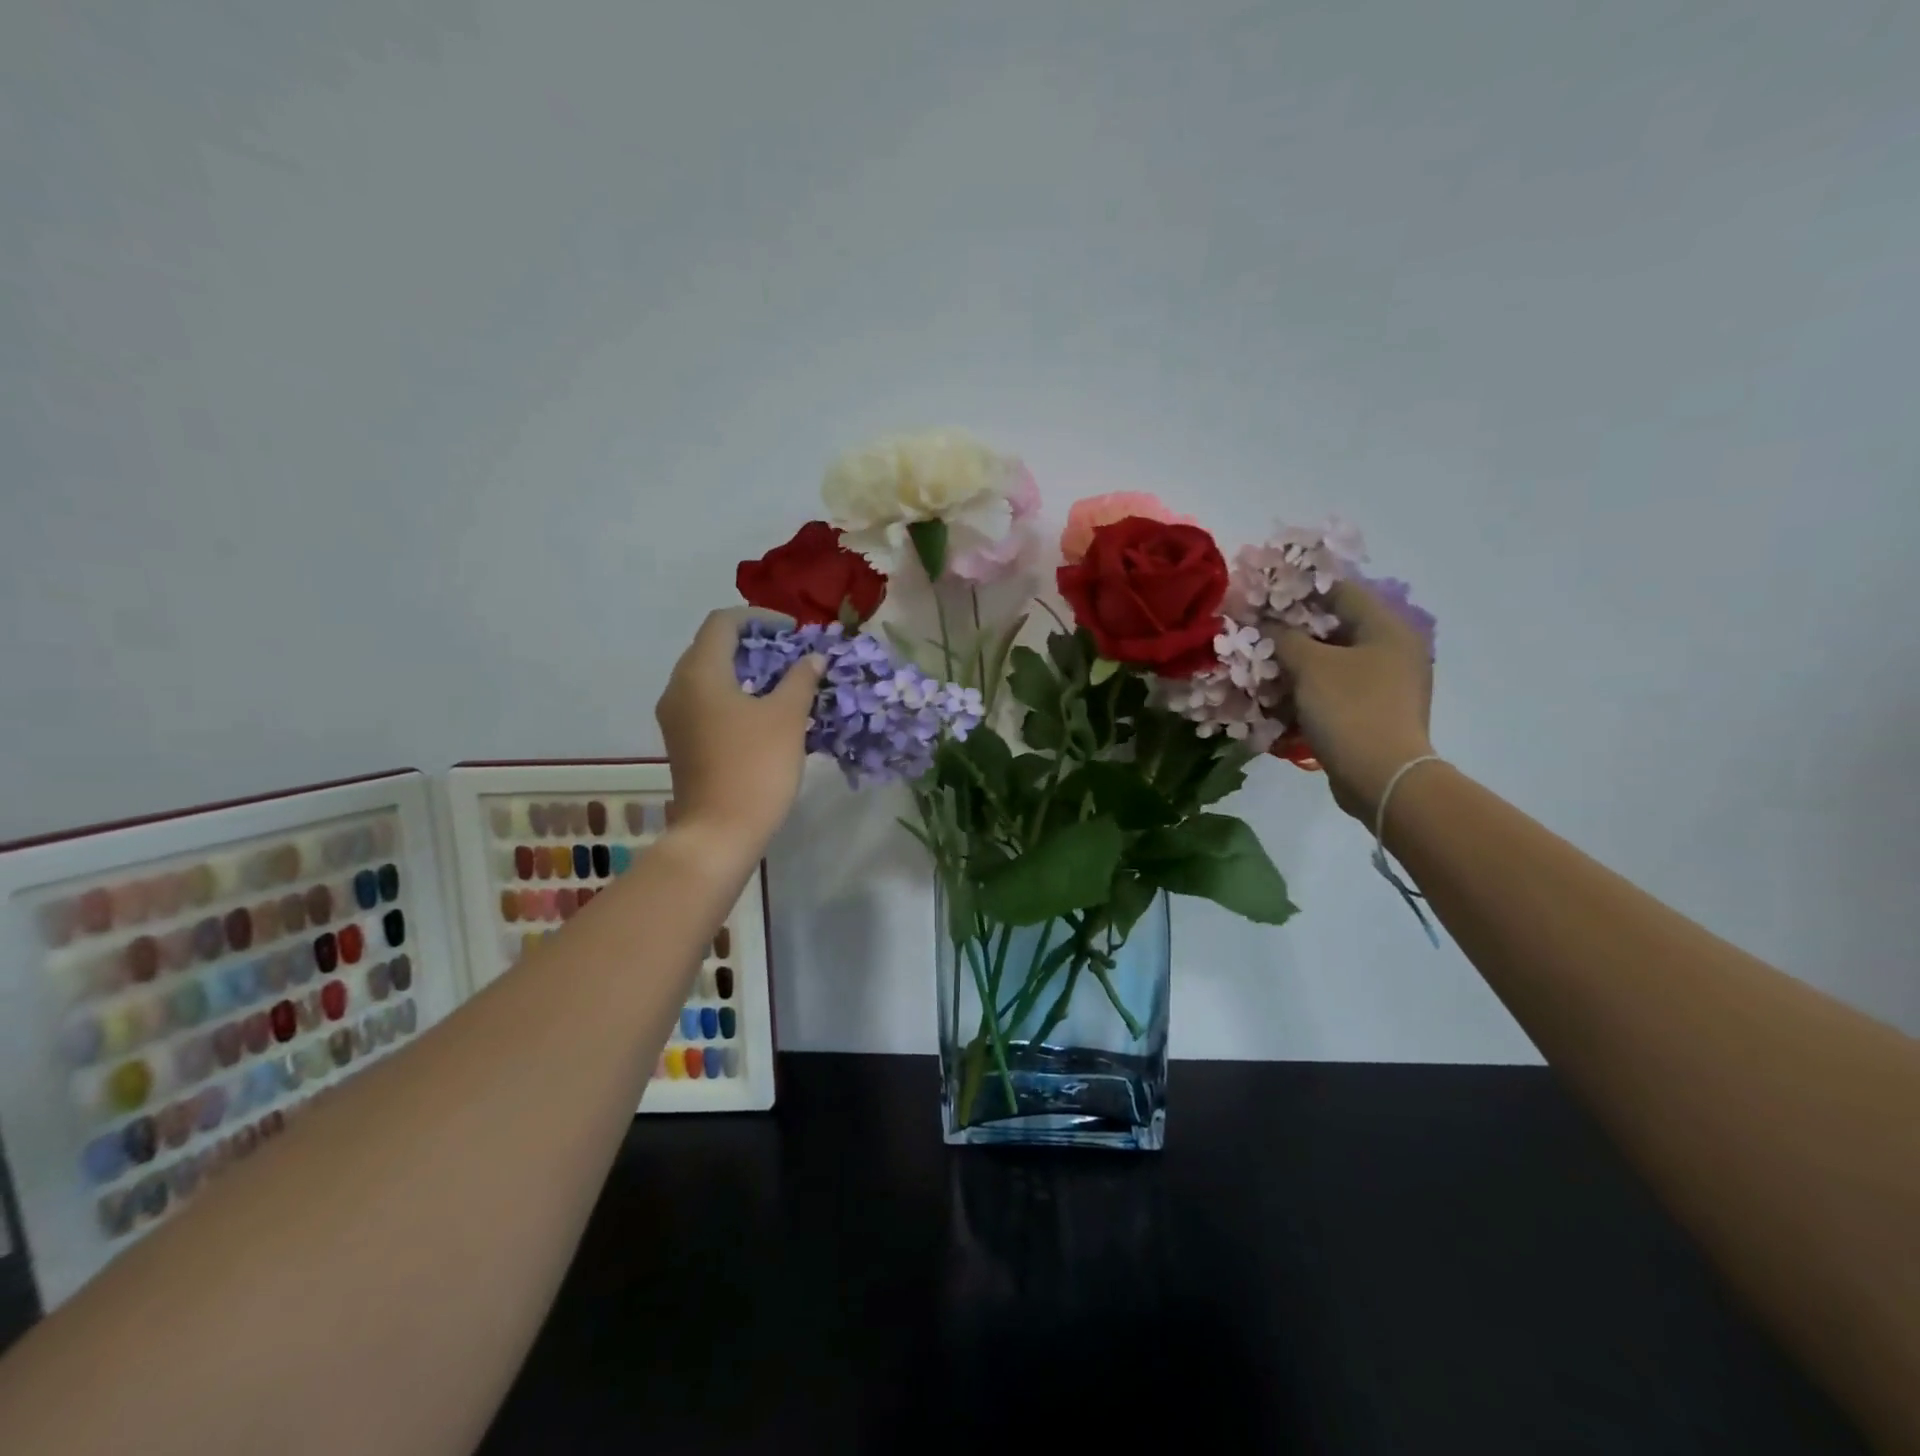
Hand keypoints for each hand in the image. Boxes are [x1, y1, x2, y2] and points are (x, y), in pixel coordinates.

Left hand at [656, 609, 823, 851]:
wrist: (719, 833)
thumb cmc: (755, 767)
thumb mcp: (786, 717)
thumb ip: (800, 679)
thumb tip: (812, 658)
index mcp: (699, 672)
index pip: (723, 622)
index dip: (760, 618)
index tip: (793, 631)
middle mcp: (678, 687)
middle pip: (713, 647)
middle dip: (754, 644)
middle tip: (792, 655)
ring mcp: (676, 717)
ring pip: (710, 676)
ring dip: (746, 671)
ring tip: (784, 682)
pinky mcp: (682, 741)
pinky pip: (707, 702)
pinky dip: (735, 695)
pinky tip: (764, 713)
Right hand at [1270, 582, 1435, 822]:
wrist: (1382, 777)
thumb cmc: (1349, 709)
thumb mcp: (1310, 666)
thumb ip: (1284, 637)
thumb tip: (1267, 624)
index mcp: (1387, 628)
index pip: (1341, 591)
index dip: (1300, 590)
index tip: (1264, 596)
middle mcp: (1393, 649)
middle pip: (1335, 628)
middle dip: (1293, 632)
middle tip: (1257, 634)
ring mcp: (1387, 683)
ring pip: (1333, 661)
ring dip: (1297, 664)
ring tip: (1262, 668)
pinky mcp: (1374, 712)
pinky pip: (1336, 690)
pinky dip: (1309, 690)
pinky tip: (1279, 698)